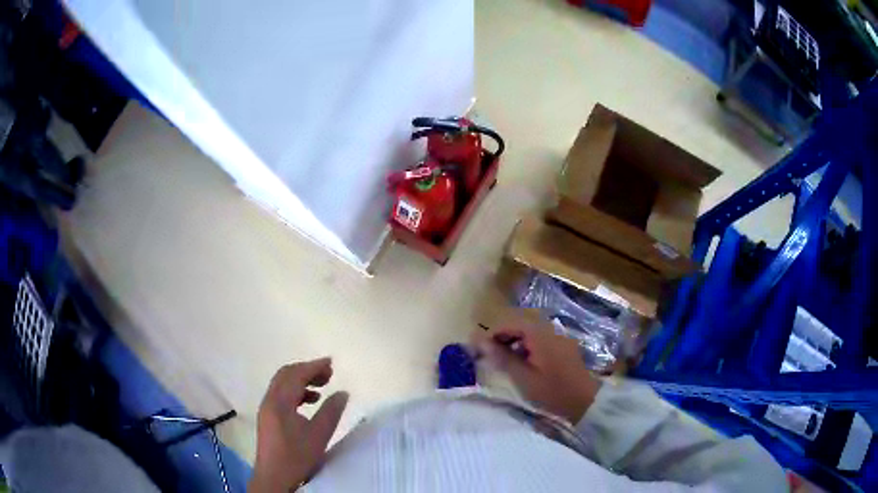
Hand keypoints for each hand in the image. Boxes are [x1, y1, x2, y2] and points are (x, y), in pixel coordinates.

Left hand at [249, 358, 348, 491]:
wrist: (274, 477)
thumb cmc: (296, 456)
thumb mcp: (319, 435)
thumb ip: (331, 412)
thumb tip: (343, 392)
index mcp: (279, 401)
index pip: (295, 374)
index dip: (313, 366)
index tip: (331, 363)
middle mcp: (269, 400)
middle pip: (286, 375)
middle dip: (307, 370)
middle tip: (329, 374)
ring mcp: (267, 409)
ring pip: (283, 385)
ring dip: (301, 381)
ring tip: (322, 387)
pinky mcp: (268, 418)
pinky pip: (281, 396)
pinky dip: (296, 393)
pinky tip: (310, 402)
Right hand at [472, 318, 600, 422]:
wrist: (586, 402)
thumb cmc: (552, 391)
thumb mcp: (523, 378)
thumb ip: (502, 358)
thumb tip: (480, 342)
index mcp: (540, 334)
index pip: (510, 323)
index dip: (492, 333)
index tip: (478, 348)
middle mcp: (551, 329)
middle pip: (521, 324)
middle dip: (503, 336)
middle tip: (489, 354)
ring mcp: (560, 337)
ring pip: (531, 332)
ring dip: (515, 341)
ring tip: (504, 360)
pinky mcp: (564, 347)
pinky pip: (541, 339)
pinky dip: (528, 346)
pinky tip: (524, 363)